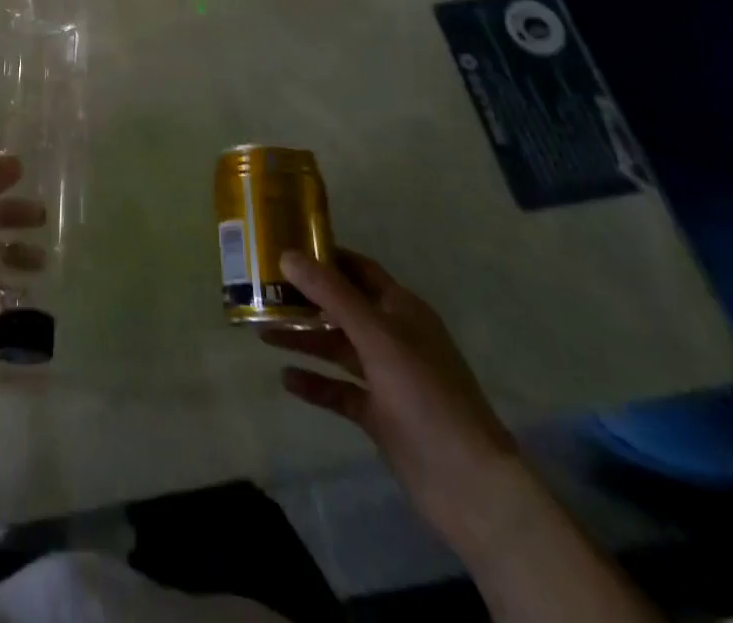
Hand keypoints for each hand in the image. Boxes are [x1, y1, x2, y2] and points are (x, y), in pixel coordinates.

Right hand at [264, 249, 523, 551]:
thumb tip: (286, 255)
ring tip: (263, 332)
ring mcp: (388, 377)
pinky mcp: (380, 414)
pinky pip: (339, 390)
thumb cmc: (426, 395)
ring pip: (337, 347)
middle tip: (263, 290)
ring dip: (304, 339)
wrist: (469, 487)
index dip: (325, 256)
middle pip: (342, 307)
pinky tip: (285, 378)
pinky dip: (315, 383)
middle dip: (305, 299)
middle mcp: (394, 337)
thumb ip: (331, 294)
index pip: (358, 269)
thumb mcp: (377, 336)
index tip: (284, 246)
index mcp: (402, 310)